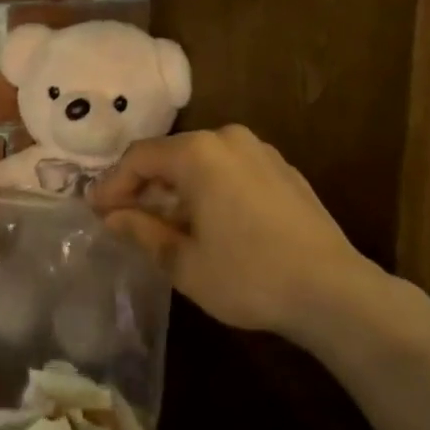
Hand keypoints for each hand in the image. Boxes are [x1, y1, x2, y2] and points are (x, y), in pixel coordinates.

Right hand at [89, 126, 376, 341]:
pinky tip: (209, 220)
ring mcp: (260, 150)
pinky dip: (209, 187)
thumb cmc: (249, 276)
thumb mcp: (184, 262)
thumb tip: (111, 217)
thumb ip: (142, 231)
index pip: (139, 158)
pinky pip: (230, 168)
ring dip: (176, 187)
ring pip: (202, 160)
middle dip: (143, 185)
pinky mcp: (282, 169)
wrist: (333, 290)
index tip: (96, 212)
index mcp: (199, 153)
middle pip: (170, 154)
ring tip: (165, 222)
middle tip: (124, 218)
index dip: (112, 185)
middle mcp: (228, 138)